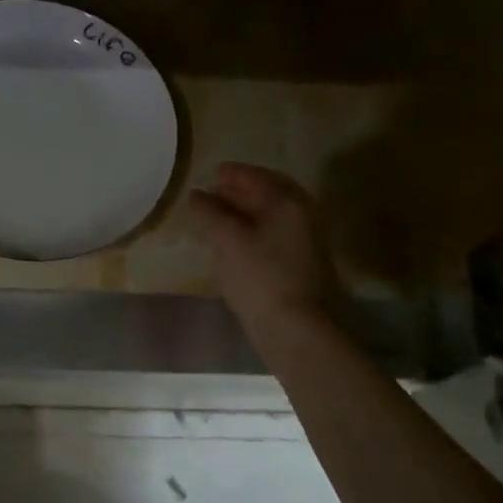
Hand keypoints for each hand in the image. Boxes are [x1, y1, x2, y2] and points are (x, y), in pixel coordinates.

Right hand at [189, 163, 335, 327]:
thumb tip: (196, 195)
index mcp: (288, 203)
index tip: (210, 174)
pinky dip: (253, 228)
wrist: (295, 328)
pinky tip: (234, 240)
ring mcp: (306, 240)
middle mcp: (303, 215)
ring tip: (217, 217)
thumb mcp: (227, 240)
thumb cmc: (260, 277)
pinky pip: (274, 232)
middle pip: (268, 193)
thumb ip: (209, 213)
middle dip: (238, 191)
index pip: (257, 177)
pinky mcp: (302, 262)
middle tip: (211, 194)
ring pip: (271, 215)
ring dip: (245, 211)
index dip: (232, 174)